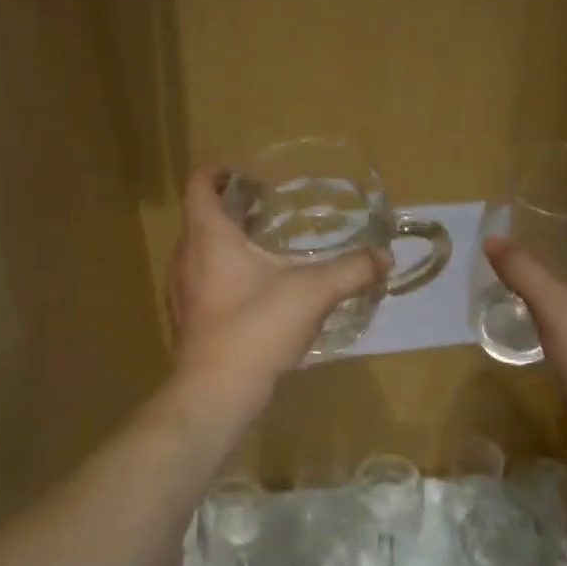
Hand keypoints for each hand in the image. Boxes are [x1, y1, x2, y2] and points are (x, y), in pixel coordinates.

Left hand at [165, 164, 388, 417]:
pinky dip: (224, 272)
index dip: (218, 172)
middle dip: (233, 208)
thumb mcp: (313, 292)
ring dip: (227, 241)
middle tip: (268, 208)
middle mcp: (186, 257)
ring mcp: (181, 290)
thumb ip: (352, 270)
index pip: (198, 185)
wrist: (215, 393)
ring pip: (199, 250)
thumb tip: (385, 256)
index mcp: (208, 236)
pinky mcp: (186, 319)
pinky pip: (201, 279)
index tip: (247, 174)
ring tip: (266, 247)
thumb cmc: (256, 328)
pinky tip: (257, 291)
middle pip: (201, 216)